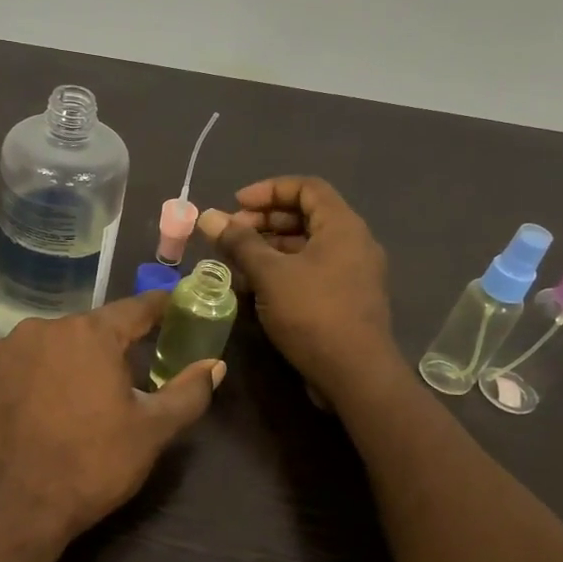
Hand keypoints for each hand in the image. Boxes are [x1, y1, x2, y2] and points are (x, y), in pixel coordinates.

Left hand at [0, 293, 223, 548]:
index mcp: (90, 334)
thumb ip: (188, 392)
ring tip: (70, 405)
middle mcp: (42, 328)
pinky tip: (30, 415)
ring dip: (63, 366)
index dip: (159, 309)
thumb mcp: (151, 432)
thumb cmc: (90, 465)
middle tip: (119, 383)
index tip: (173, 308)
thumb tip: (215, 364)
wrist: (8, 511)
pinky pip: (11, 370)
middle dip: (106, 350)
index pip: (135, 309)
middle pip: (87, 331)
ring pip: (46, 349)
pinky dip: (26, 383)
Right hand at [198, 177, 394, 401]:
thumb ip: (239, 243)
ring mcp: (352, 273)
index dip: (268, 190)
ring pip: (306, 247)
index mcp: (342, 226)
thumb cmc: (313, 313)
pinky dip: (282, 271)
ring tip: (235, 262)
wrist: (355, 375)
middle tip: (231, 235)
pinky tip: (253, 288)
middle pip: (305, 216)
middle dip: (264, 221)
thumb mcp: (270, 274)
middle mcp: (353, 243)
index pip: (306, 187)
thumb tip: (207, 217)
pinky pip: (311, 271)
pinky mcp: (346, 299)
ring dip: (269, 248)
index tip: (235, 205)